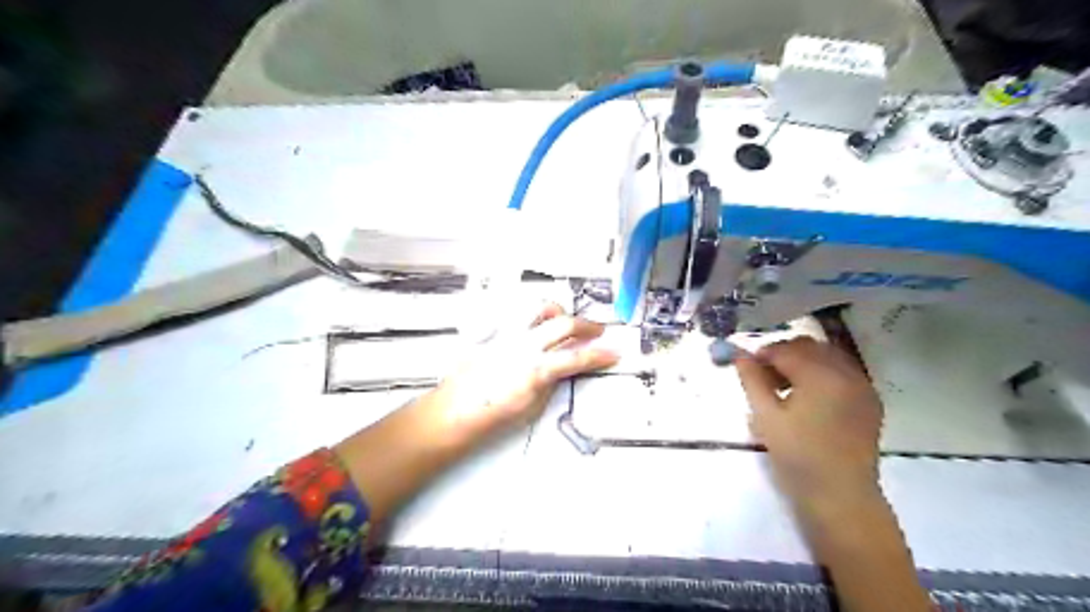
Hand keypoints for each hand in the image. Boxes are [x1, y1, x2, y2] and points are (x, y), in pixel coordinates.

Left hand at [438, 305, 621, 441]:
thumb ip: (550, 382)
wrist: (454, 411)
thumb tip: (561, 368)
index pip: (578, 357)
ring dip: (558, 312)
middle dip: (588, 325)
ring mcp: (507, 335)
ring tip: (564, 320)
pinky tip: (532, 327)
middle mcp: (523, 345)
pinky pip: (516, 315)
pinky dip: (531, 318)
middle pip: (564, 323)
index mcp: (536, 369)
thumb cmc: (491, 416)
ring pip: (539, 308)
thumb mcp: (532, 407)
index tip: (614, 352)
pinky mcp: (493, 332)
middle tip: (598, 331)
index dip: (601, 354)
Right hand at [737, 338, 879, 519]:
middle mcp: (847, 373)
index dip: (763, 354)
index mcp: (821, 376)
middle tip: (764, 375)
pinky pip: (843, 372)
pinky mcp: (870, 401)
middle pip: (810, 346)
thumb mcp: (766, 417)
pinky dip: (823, 373)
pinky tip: (809, 396)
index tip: (747, 366)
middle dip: (784, 353)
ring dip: (803, 362)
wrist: (841, 495)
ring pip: (828, 356)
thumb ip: (752, 380)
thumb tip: (739, 355)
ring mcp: (863, 386)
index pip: (786, 349)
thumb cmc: (797, 456)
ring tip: (784, 386)